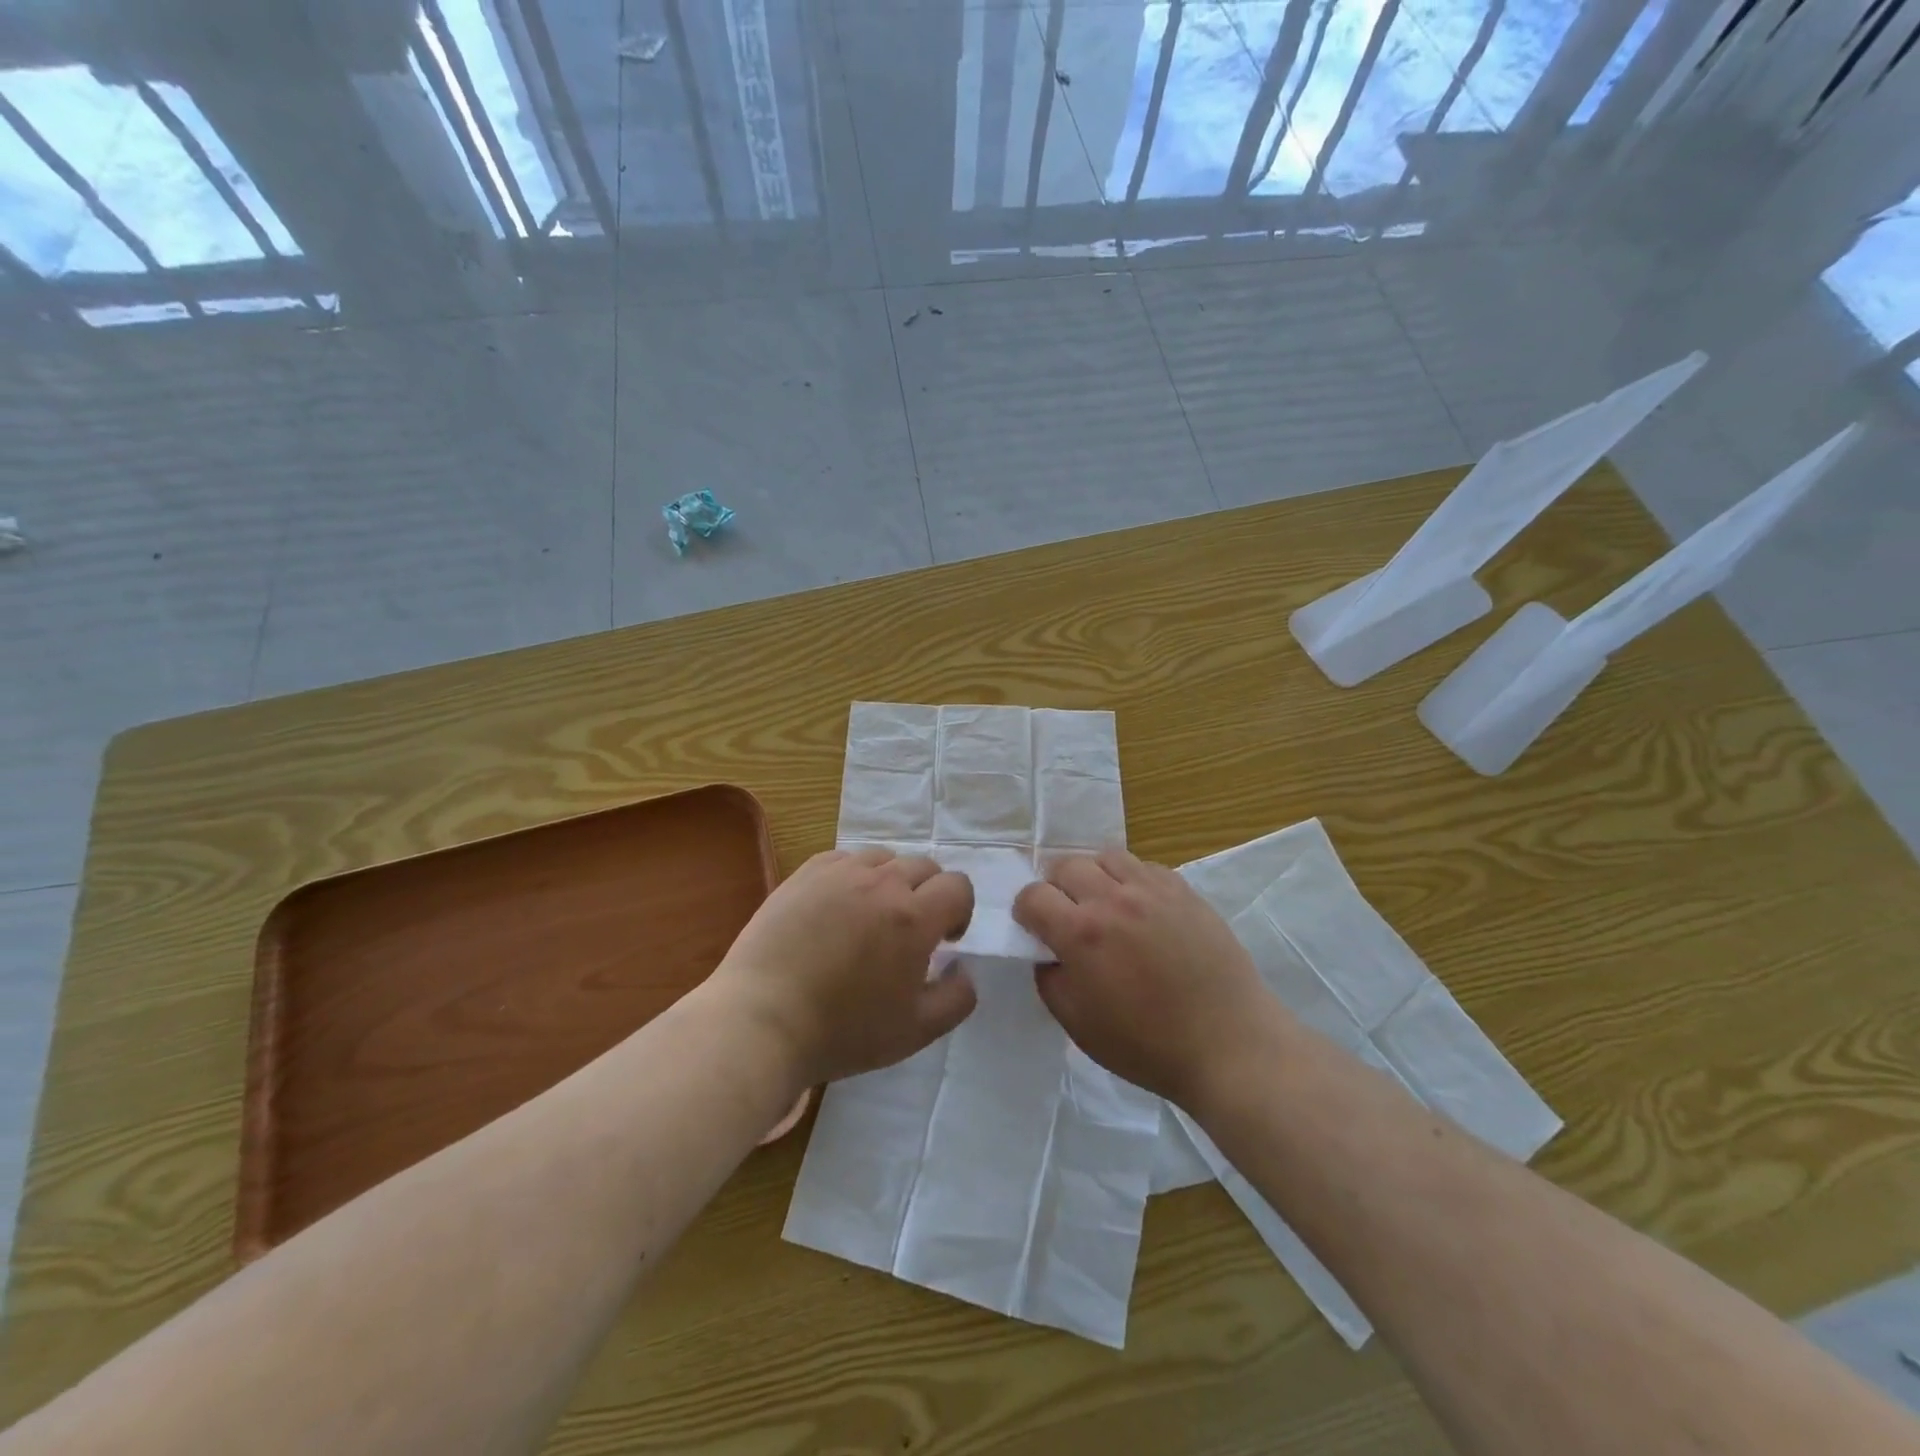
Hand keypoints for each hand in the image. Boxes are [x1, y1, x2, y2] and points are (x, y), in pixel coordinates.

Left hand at [710, 847, 977, 1087]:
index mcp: (914, 918)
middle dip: (929, 894)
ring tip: (872, 915)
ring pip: (884, 858)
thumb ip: (957, 997)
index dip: (959, 911)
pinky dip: (854, 876)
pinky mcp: (805, 873)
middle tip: (910, 931)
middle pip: (924, 866)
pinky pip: (844, 859)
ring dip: (891, 880)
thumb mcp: (916, 1031)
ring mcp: (839, 873)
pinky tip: (838, 907)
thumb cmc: (843, 1031)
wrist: (761, 1020)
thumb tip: (963, 967)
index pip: (957, 886)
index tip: (945, 940)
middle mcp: (882, 883)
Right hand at [1013, 848, 1271, 1106]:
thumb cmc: (1147, 1045)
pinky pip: (1144, 867)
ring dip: (1094, 876)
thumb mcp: (1077, 1024)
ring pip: (1106, 857)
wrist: (1228, 1044)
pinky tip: (1140, 909)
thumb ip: (1050, 978)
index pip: (1033, 896)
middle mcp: (1113, 899)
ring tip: (1104, 904)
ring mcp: (1152, 889)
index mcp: (1081, 933)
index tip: (1034, 929)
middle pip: (1066, 865)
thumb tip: (1049, 951)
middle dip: (1056, 888)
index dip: (1025, 912)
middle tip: (1068, 917)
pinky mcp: (1184, 890)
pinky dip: (1132, 880)